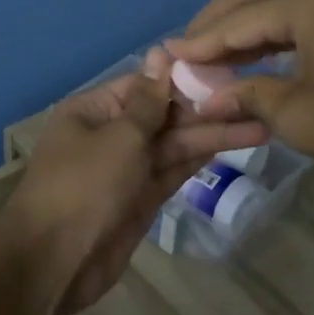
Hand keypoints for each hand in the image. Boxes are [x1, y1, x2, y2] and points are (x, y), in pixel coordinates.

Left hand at [3, 50, 268, 314]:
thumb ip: (148, 101)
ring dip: (210, 136)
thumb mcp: (119, 136)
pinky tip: (232, 146)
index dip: (182, 80)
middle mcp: (109, 134)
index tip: (225, 73)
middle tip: (254, 102)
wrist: (55, 262)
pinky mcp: (139, 199)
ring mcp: (125, 169)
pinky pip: (171, 172)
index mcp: (93, 110)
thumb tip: (160, 53)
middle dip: (204, 111)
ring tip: (258, 125)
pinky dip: (197, 160)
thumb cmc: (84, 186)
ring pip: (172, 146)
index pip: (144, 85)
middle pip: (162, 116)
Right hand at [167, 0, 313, 187]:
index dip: (198, 43)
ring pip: (278, 7)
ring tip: (210, 59)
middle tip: (184, 52)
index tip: (165, 59)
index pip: (235, 20)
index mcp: (307, 0)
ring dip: (243, 32)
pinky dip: (273, 38)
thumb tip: (205, 96)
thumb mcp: (298, 115)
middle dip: (215, 25)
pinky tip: (253, 60)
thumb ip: (246, 95)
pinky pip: (303, 19)